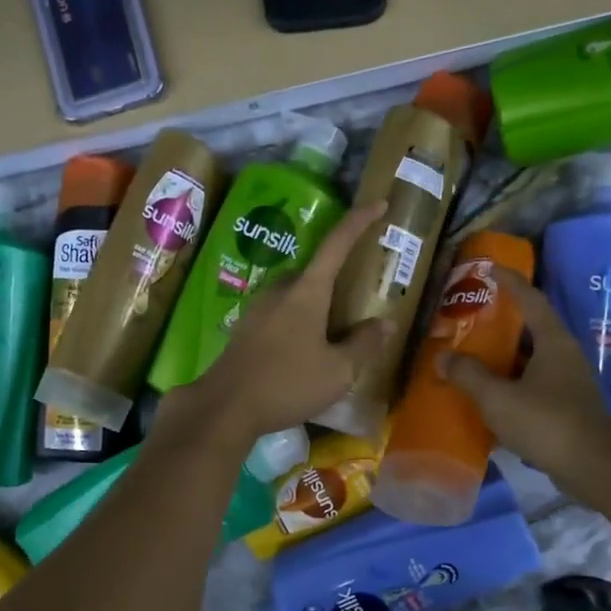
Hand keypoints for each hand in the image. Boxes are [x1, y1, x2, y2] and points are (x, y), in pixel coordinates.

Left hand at [161, 201, 391, 446]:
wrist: (225, 407)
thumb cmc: (287, 384)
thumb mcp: (338, 371)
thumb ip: (364, 344)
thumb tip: (385, 322)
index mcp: (306, 291)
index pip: (337, 244)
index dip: (359, 221)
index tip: (379, 203)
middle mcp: (279, 290)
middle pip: (314, 271)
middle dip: (337, 275)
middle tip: (357, 292)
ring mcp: (257, 308)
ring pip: (295, 293)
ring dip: (316, 302)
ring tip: (333, 327)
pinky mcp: (245, 329)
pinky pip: (279, 312)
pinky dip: (298, 319)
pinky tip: (303, 348)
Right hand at [443, 266, 610, 502]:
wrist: (593, 468)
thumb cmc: (546, 423)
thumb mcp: (498, 398)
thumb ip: (468, 375)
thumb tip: (442, 357)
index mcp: (553, 341)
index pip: (531, 299)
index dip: (510, 281)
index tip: (490, 268)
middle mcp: (565, 355)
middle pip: (532, 328)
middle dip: (504, 321)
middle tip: (473, 318)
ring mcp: (569, 382)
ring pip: (533, 359)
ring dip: (506, 356)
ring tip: (475, 356)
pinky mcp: (568, 407)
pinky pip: (535, 384)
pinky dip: (513, 383)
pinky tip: (492, 396)